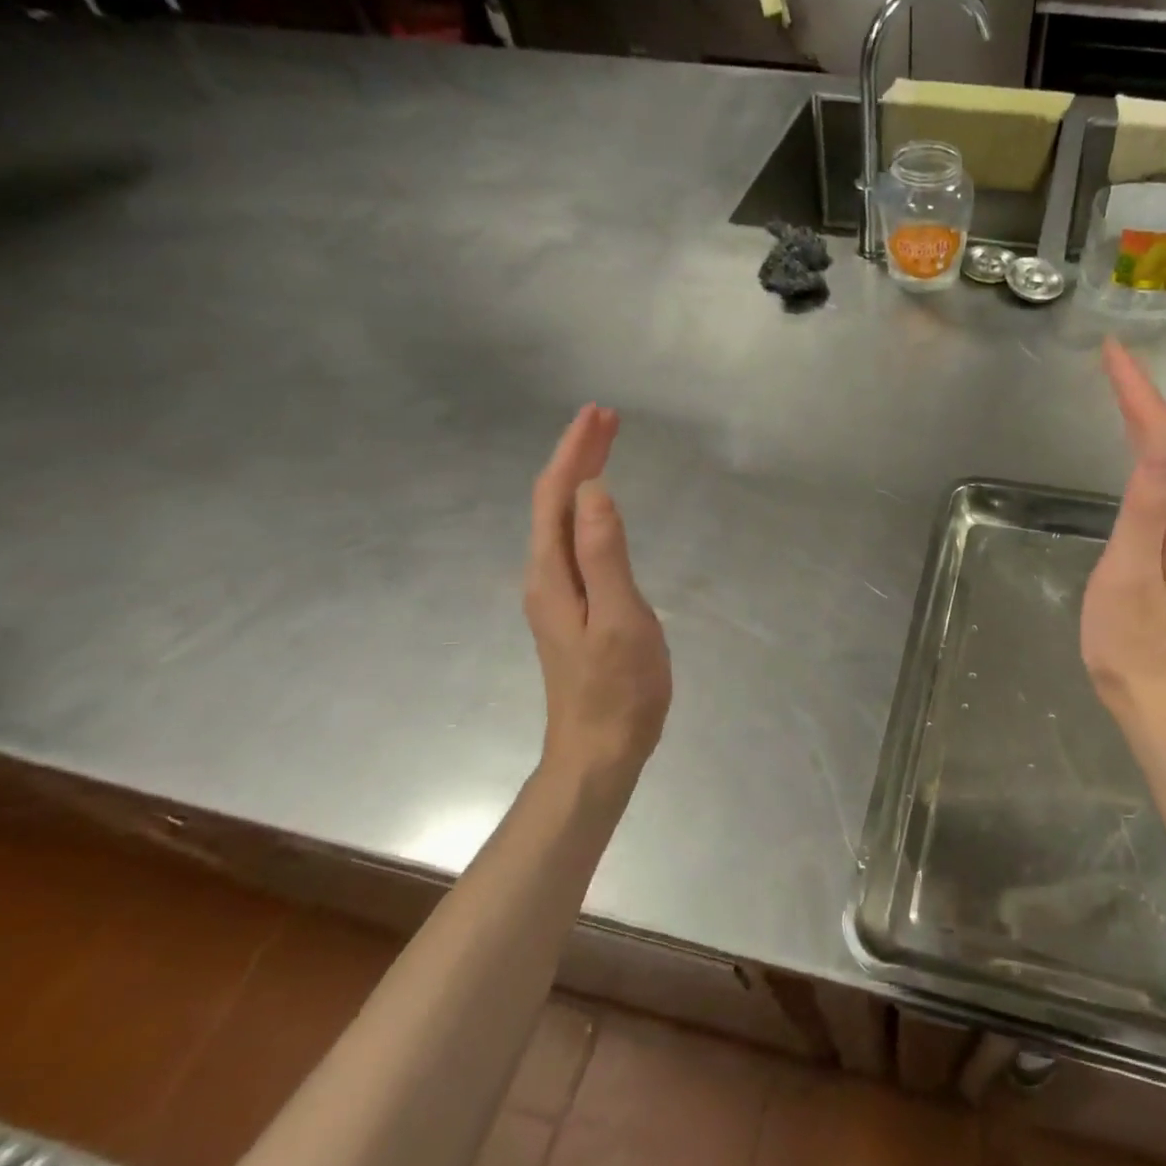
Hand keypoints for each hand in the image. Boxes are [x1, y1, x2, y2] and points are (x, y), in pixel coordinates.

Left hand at [525, 404, 671, 790]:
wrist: (599, 750)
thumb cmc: (617, 689)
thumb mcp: (620, 619)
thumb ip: (605, 555)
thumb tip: (595, 491)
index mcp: (553, 575)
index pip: (556, 497)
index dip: (575, 452)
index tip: (598, 414)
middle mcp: (546, 577)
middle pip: (555, 503)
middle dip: (577, 457)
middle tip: (607, 419)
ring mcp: (558, 595)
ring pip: (563, 521)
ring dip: (581, 479)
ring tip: (606, 448)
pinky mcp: (574, 608)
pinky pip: (575, 542)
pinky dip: (588, 510)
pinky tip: (601, 509)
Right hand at [1081, 340, 1165, 743]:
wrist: (1163, 704)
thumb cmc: (1134, 644)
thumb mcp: (1131, 574)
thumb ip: (1147, 508)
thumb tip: (1160, 443)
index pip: (1162, 438)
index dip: (1138, 393)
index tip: (1111, 353)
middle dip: (1142, 397)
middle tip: (1111, 362)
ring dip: (1145, 421)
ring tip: (1120, 392)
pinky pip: (1160, 486)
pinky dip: (1144, 455)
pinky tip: (1133, 456)